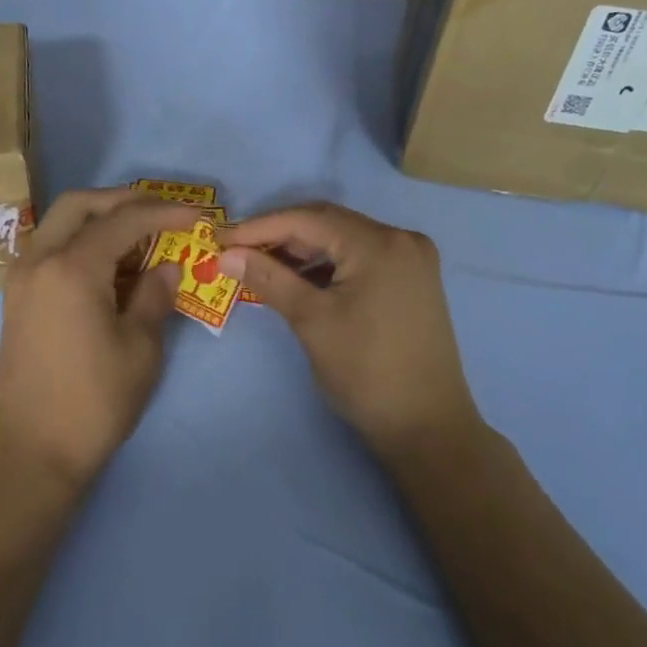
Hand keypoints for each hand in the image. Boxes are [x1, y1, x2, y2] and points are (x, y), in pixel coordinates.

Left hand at [0, 188, 192, 492]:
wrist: (34, 452)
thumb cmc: (95, 402)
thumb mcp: (140, 348)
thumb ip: (154, 295)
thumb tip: (167, 266)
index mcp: (71, 268)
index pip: (123, 220)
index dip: (165, 213)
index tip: (198, 216)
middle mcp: (38, 260)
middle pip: (79, 204)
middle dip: (122, 200)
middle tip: (161, 213)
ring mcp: (20, 278)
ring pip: (59, 224)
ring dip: (98, 220)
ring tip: (139, 238)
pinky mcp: (16, 298)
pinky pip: (49, 249)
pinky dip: (79, 242)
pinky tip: (109, 266)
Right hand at [220, 203, 478, 458]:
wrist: (427, 427)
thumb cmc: (365, 371)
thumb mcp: (311, 320)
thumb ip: (268, 278)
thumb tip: (227, 254)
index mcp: (380, 243)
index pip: (308, 219)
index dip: (259, 226)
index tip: (220, 238)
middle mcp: (401, 239)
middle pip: (328, 224)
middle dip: (279, 235)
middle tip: (235, 250)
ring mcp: (411, 260)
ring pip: (343, 241)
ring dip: (301, 251)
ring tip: (259, 265)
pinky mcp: (411, 281)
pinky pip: (359, 259)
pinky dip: (326, 266)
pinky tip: (297, 279)